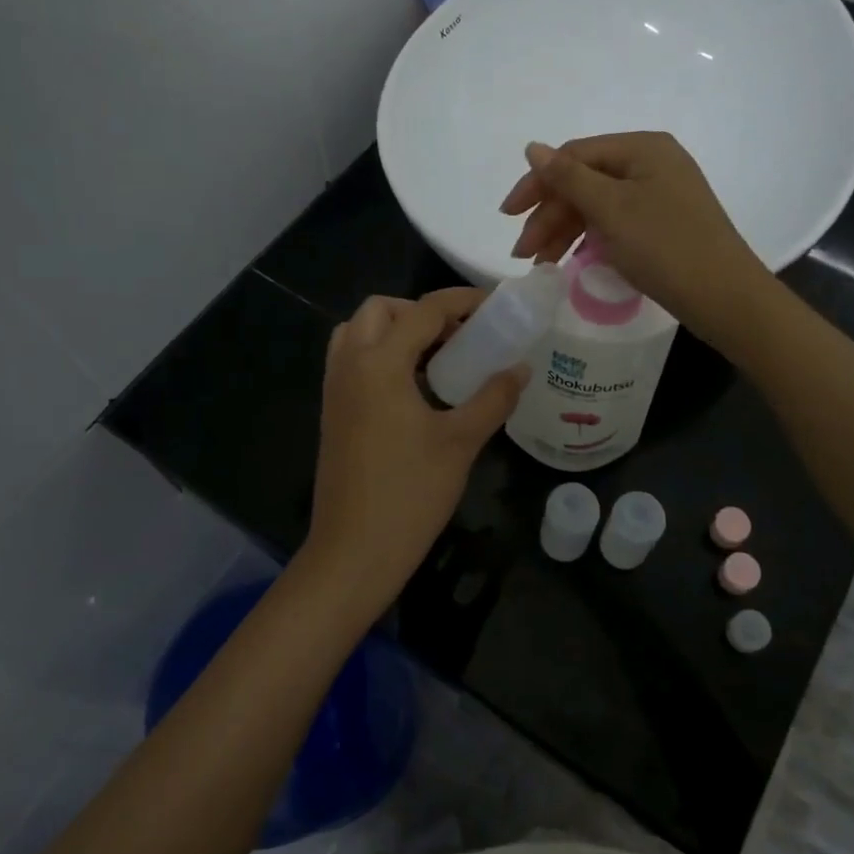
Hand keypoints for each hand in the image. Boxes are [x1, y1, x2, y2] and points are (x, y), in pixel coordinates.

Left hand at [303, 290, 528, 612]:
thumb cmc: (410, 494)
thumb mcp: (461, 442)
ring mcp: (335, 389)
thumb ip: (493, 398)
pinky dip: (381, 356)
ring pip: (360, 333)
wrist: (353, 553)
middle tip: (459, 336)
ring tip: (438, 358)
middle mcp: (349, 365)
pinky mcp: (332, 412)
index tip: (495, 304)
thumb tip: (521, 367)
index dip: (462, 300)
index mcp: (379, 364)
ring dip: (396, 331)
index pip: (424, 311)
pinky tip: (415, 389)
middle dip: (420, 312)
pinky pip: (353, 361)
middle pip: (380, 310)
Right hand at [500, 131, 769, 341]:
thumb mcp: (611, 209)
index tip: (508, 216)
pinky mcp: (663, 224)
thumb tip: (532, 147)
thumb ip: (568, 178)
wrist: (724, 297)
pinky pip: (615, 223)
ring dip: (564, 231)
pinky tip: (571, 260)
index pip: (574, 156)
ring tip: (541, 264)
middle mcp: (652, 163)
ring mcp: (660, 194)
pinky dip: (589, 240)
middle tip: (524, 253)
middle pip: (585, 182)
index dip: (537, 184)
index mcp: (642, 148)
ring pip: (597, 206)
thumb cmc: (665, 246)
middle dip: (550, 216)